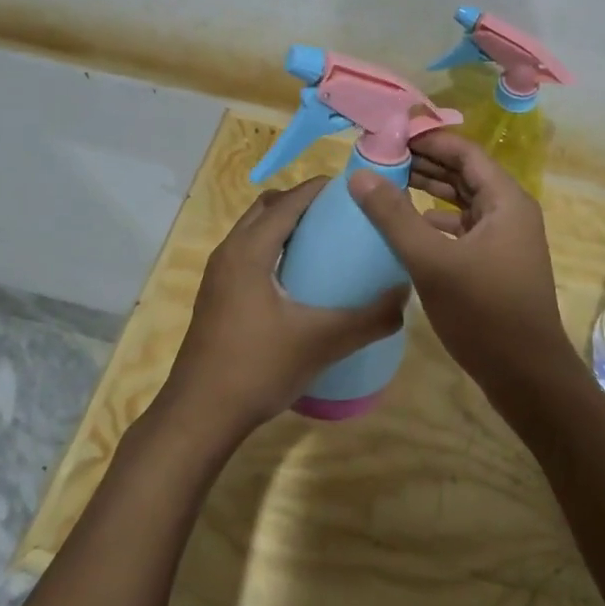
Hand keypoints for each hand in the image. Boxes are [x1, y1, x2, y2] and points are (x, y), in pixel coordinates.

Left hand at [159, 177, 407, 442]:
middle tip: (340, 216)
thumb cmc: (258, 367)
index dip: (320, 189)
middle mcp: (229, 252)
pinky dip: (273, 250)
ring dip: (285, 227)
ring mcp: (218, 276)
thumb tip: (404, 298)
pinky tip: (299, 281)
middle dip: (301, 203)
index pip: (288, 201)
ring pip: (253, 232)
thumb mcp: (322, 342)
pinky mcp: (216, 297)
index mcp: (249, 250)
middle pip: (267, 208)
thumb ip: (368, 318)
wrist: (200, 416)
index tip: (354, 190)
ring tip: (324, 244)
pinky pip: (248, 254)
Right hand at [348, 132, 578, 400]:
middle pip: (464, 174)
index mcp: (506, 200)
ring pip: (462, 202)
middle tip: (381, 156)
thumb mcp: (433, 261)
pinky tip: (407, 228)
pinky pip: (462, 229)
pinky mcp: (495, 263)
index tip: (390, 134)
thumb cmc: (484, 312)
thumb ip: (395, 217)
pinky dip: (435, 222)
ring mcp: (504, 239)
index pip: (465, 152)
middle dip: (424, 163)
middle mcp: (510, 212)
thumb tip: (360, 175)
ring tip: (387, 184)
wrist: (527, 376)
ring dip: (429, 192)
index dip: (429, 139)